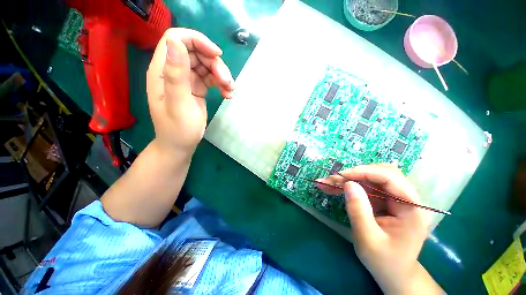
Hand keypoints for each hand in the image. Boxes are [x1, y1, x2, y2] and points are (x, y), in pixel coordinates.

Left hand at [146, 28, 234, 155]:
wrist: (181, 145)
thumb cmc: (178, 129)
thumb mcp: (178, 104)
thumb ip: (176, 75)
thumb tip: (175, 42)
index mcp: (162, 71)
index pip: (176, 39)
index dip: (197, 41)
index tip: (217, 55)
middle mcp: (173, 70)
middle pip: (196, 52)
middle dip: (215, 64)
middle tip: (228, 82)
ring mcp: (186, 79)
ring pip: (206, 65)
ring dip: (221, 75)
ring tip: (230, 90)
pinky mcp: (196, 88)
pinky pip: (211, 78)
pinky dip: (221, 84)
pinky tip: (227, 94)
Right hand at [318, 164, 437, 293]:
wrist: (393, 273)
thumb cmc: (384, 261)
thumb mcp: (368, 238)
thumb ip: (358, 210)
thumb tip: (348, 183)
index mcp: (412, 208)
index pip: (390, 177)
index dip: (364, 172)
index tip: (341, 176)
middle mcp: (407, 198)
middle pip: (380, 173)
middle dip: (353, 174)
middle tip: (331, 180)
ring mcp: (395, 198)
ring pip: (370, 177)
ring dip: (348, 179)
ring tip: (327, 184)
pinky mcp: (385, 200)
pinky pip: (365, 185)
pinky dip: (349, 185)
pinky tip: (333, 188)